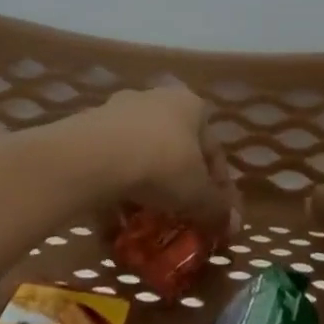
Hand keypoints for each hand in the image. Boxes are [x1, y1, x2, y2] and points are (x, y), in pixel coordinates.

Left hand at [95, 86, 240, 236]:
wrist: (95, 155)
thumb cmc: (161, 165)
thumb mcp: (197, 194)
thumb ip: (216, 209)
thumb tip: (233, 224)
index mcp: (191, 106)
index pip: (213, 150)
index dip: (220, 187)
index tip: (217, 217)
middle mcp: (158, 99)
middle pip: (176, 148)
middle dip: (179, 184)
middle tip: (181, 217)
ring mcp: (120, 111)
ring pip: (141, 155)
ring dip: (146, 187)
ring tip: (145, 222)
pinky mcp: (90, 128)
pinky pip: (111, 164)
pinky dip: (115, 190)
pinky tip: (114, 221)